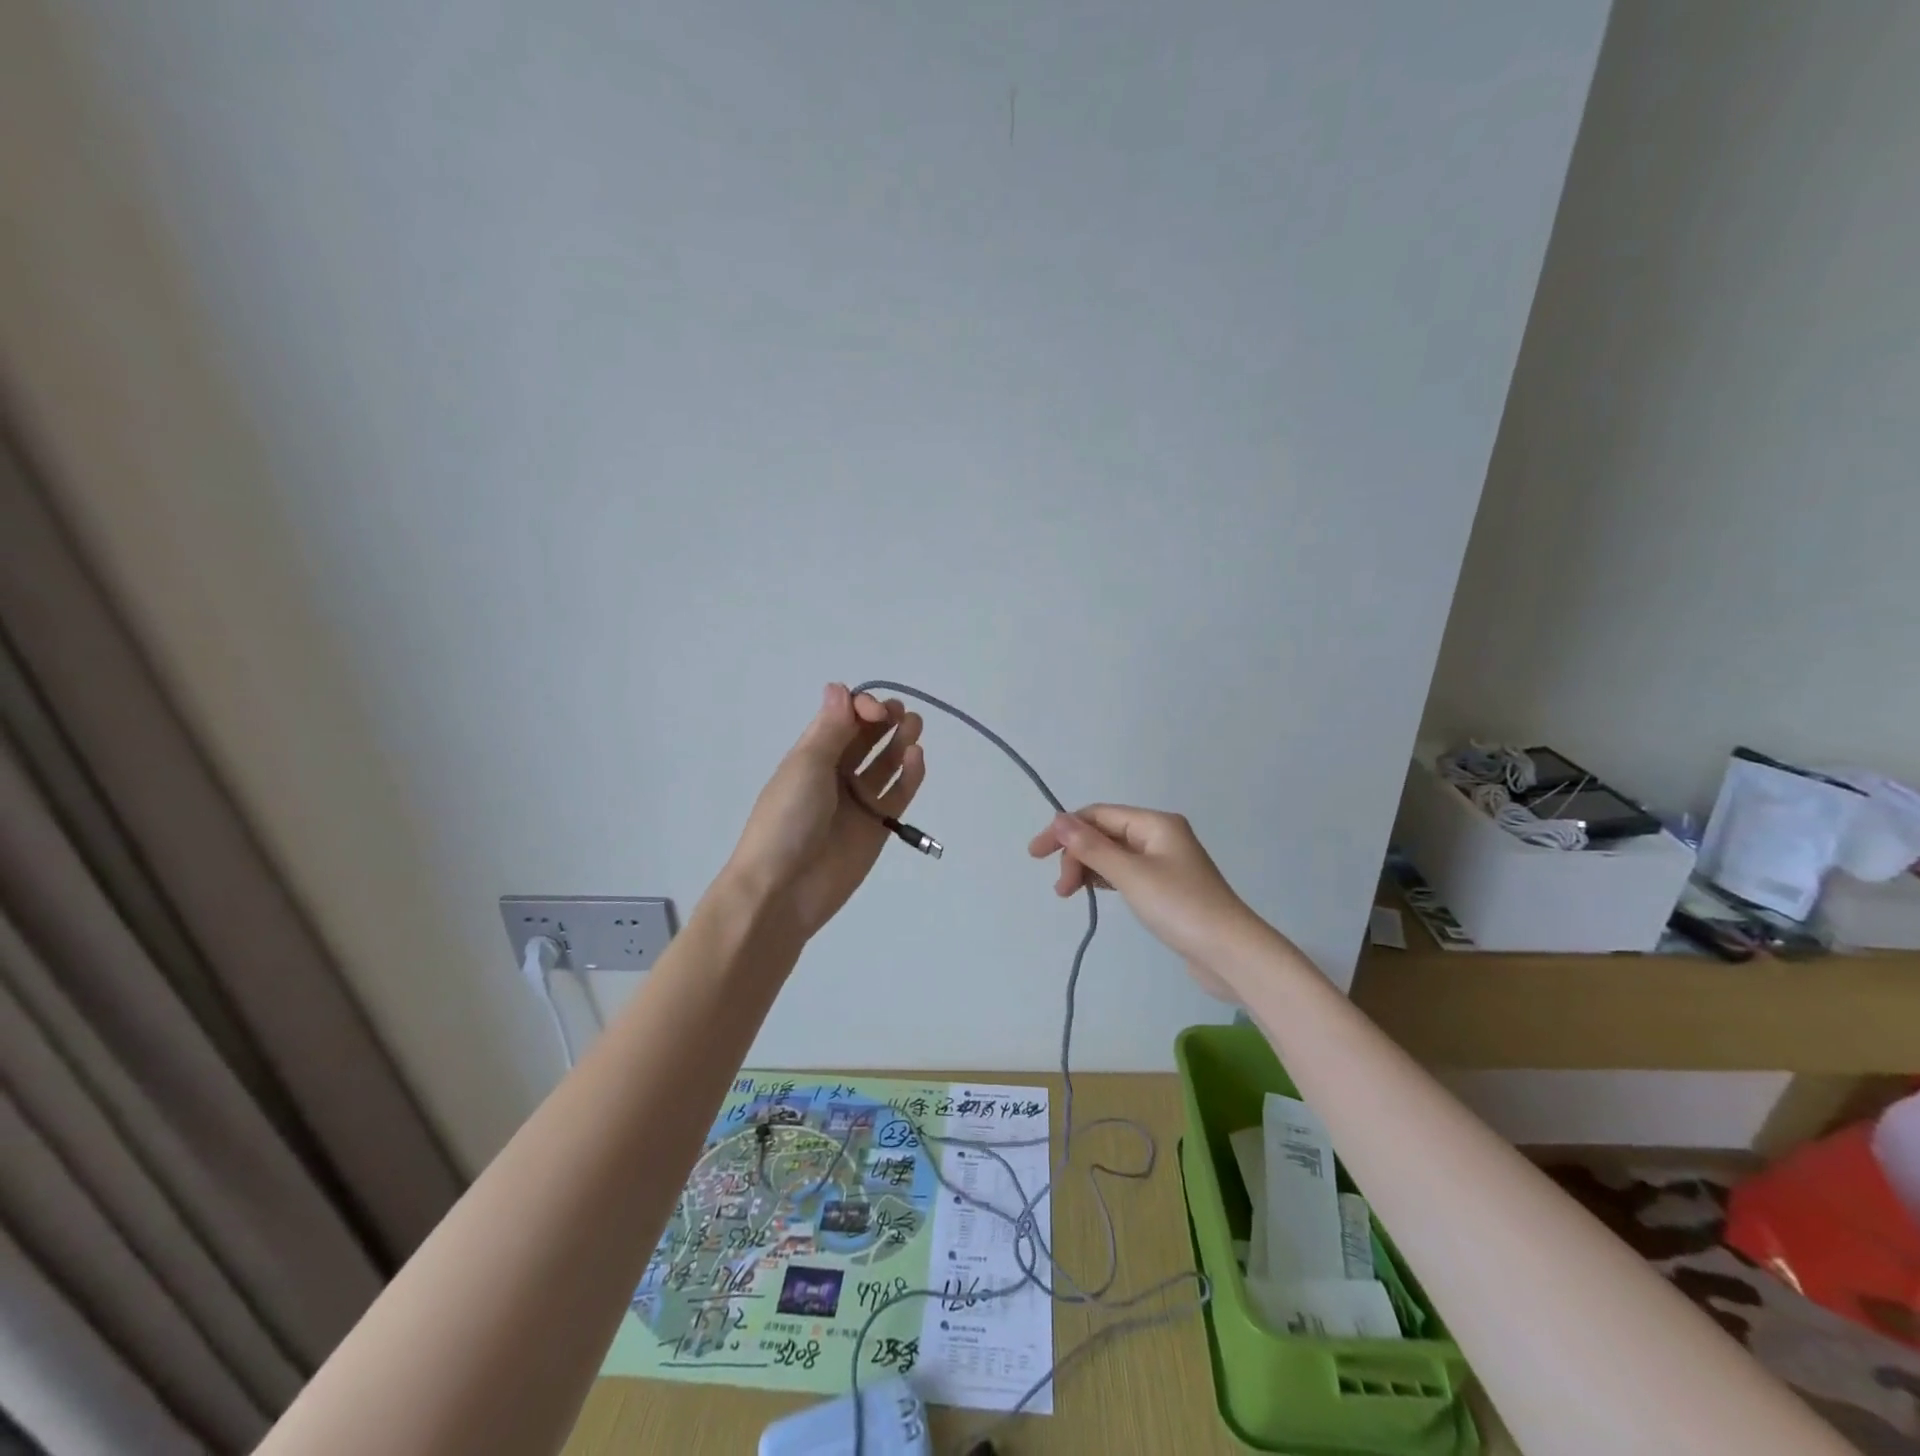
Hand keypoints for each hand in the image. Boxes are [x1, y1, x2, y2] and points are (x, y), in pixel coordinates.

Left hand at [725, 684, 925, 939]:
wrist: (782, 890)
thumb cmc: (787, 820)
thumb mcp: (806, 766)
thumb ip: (830, 729)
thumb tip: (838, 686)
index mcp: (811, 755)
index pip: (843, 719)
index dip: (862, 708)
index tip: (876, 712)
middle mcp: (835, 774)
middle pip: (866, 738)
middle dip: (884, 720)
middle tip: (901, 714)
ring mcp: (857, 801)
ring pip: (885, 763)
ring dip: (900, 741)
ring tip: (914, 727)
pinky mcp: (877, 826)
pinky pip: (898, 794)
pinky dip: (910, 775)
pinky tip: (917, 757)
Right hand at [1027, 805, 1266, 1002]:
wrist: (1231, 954)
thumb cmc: (1180, 907)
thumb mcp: (1130, 875)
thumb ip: (1091, 847)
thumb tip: (1058, 819)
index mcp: (1155, 823)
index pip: (1098, 815)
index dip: (1064, 830)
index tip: (1036, 854)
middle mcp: (1160, 835)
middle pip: (1104, 833)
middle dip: (1076, 854)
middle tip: (1061, 888)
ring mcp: (1165, 862)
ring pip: (1113, 854)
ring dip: (1088, 868)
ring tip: (1069, 894)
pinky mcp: (1166, 888)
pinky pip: (1125, 873)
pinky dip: (1105, 879)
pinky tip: (1094, 892)